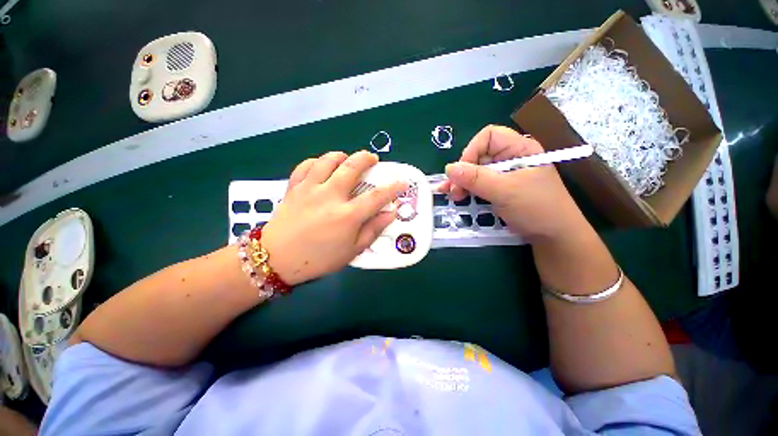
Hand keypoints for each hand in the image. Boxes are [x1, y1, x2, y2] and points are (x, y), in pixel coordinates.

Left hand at [260, 151, 406, 284]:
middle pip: (352, 167)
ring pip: (328, 160)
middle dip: (366, 158)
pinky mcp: (294, 187)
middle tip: (372, 159)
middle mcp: (330, 196)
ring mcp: (310, 189)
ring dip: (341, 156)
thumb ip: (373, 230)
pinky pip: (305, 165)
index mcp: (347, 216)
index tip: (402, 182)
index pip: (377, 196)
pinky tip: (322, 166)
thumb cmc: (319, 258)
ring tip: (347, 160)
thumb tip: (390, 214)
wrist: (277, 259)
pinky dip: (317, 161)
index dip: (393, 187)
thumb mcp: (352, 250)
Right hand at [438, 125, 584, 240]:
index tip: (462, 172)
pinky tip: (455, 196)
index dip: (472, 150)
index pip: (489, 136)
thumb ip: (476, 178)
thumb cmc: (536, 209)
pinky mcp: (499, 189)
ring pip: (475, 171)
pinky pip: (478, 184)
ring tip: (452, 195)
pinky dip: (466, 189)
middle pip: (478, 155)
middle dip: (463, 171)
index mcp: (519, 149)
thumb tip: (449, 168)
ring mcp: (504, 175)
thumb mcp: (505, 191)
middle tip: (453, 190)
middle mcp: (510, 158)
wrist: (553, 237)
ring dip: (461, 182)